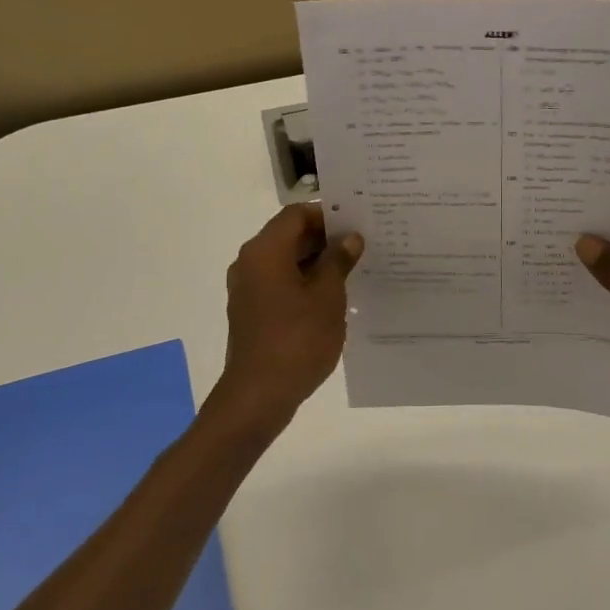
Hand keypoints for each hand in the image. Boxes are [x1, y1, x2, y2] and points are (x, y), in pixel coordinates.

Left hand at [207, 203, 363, 440]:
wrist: (258, 395)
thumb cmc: (297, 339)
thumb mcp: (328, 296)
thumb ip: (339, 261)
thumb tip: (350, 238)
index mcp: (265, 250)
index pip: (296, 214)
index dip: (327, 215)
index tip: (357, 223)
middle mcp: (250, 262)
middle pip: (289, 235)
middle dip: (325, 238)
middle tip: (362, 246)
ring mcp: (248, 288)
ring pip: (285, 260)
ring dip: (316, 262)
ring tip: (353, 271)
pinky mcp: (251, 311)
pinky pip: (279, 283)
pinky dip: (304, 282)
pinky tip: (332, 297)